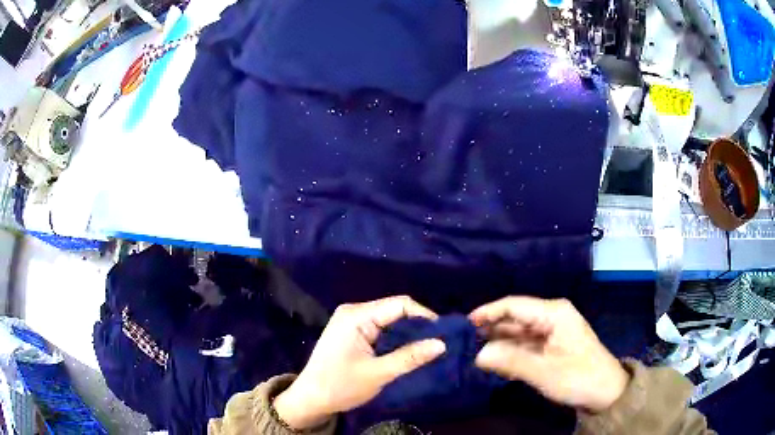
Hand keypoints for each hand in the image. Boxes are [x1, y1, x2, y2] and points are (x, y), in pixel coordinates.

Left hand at [273, 296, 445, 428]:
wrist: (311, 398)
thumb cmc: (340, 386)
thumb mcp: (378, 374)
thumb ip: (410, 357)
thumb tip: (442, 343)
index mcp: (356, 315)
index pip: (399, 304)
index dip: (424, 316)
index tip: (443, 334)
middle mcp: (354, 312)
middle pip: (395, 310)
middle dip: (418, 325)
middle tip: (439, 343)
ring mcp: (352, 321)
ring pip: (390, 319)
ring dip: (408, 332)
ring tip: (429, 347)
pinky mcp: (353, 332)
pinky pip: (381, 328)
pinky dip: (396, 338)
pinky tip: (409, 349)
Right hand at [469, 297, 629, 412]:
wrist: (605, 392)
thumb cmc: (578, 377)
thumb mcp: (544, 371)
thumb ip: (510, 361)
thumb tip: (477, 355)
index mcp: (553, 313)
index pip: (514, 305)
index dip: (488, 312)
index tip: (463, 324)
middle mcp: (551, 316)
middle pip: (514, 317)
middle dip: (490, 328)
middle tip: (462, 340)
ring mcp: (551, 331)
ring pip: (518, 331)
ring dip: (497, 341)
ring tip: (471, 350)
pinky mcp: (550, 345)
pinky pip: (524, 344)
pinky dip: (509, 351)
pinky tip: (492, 359)